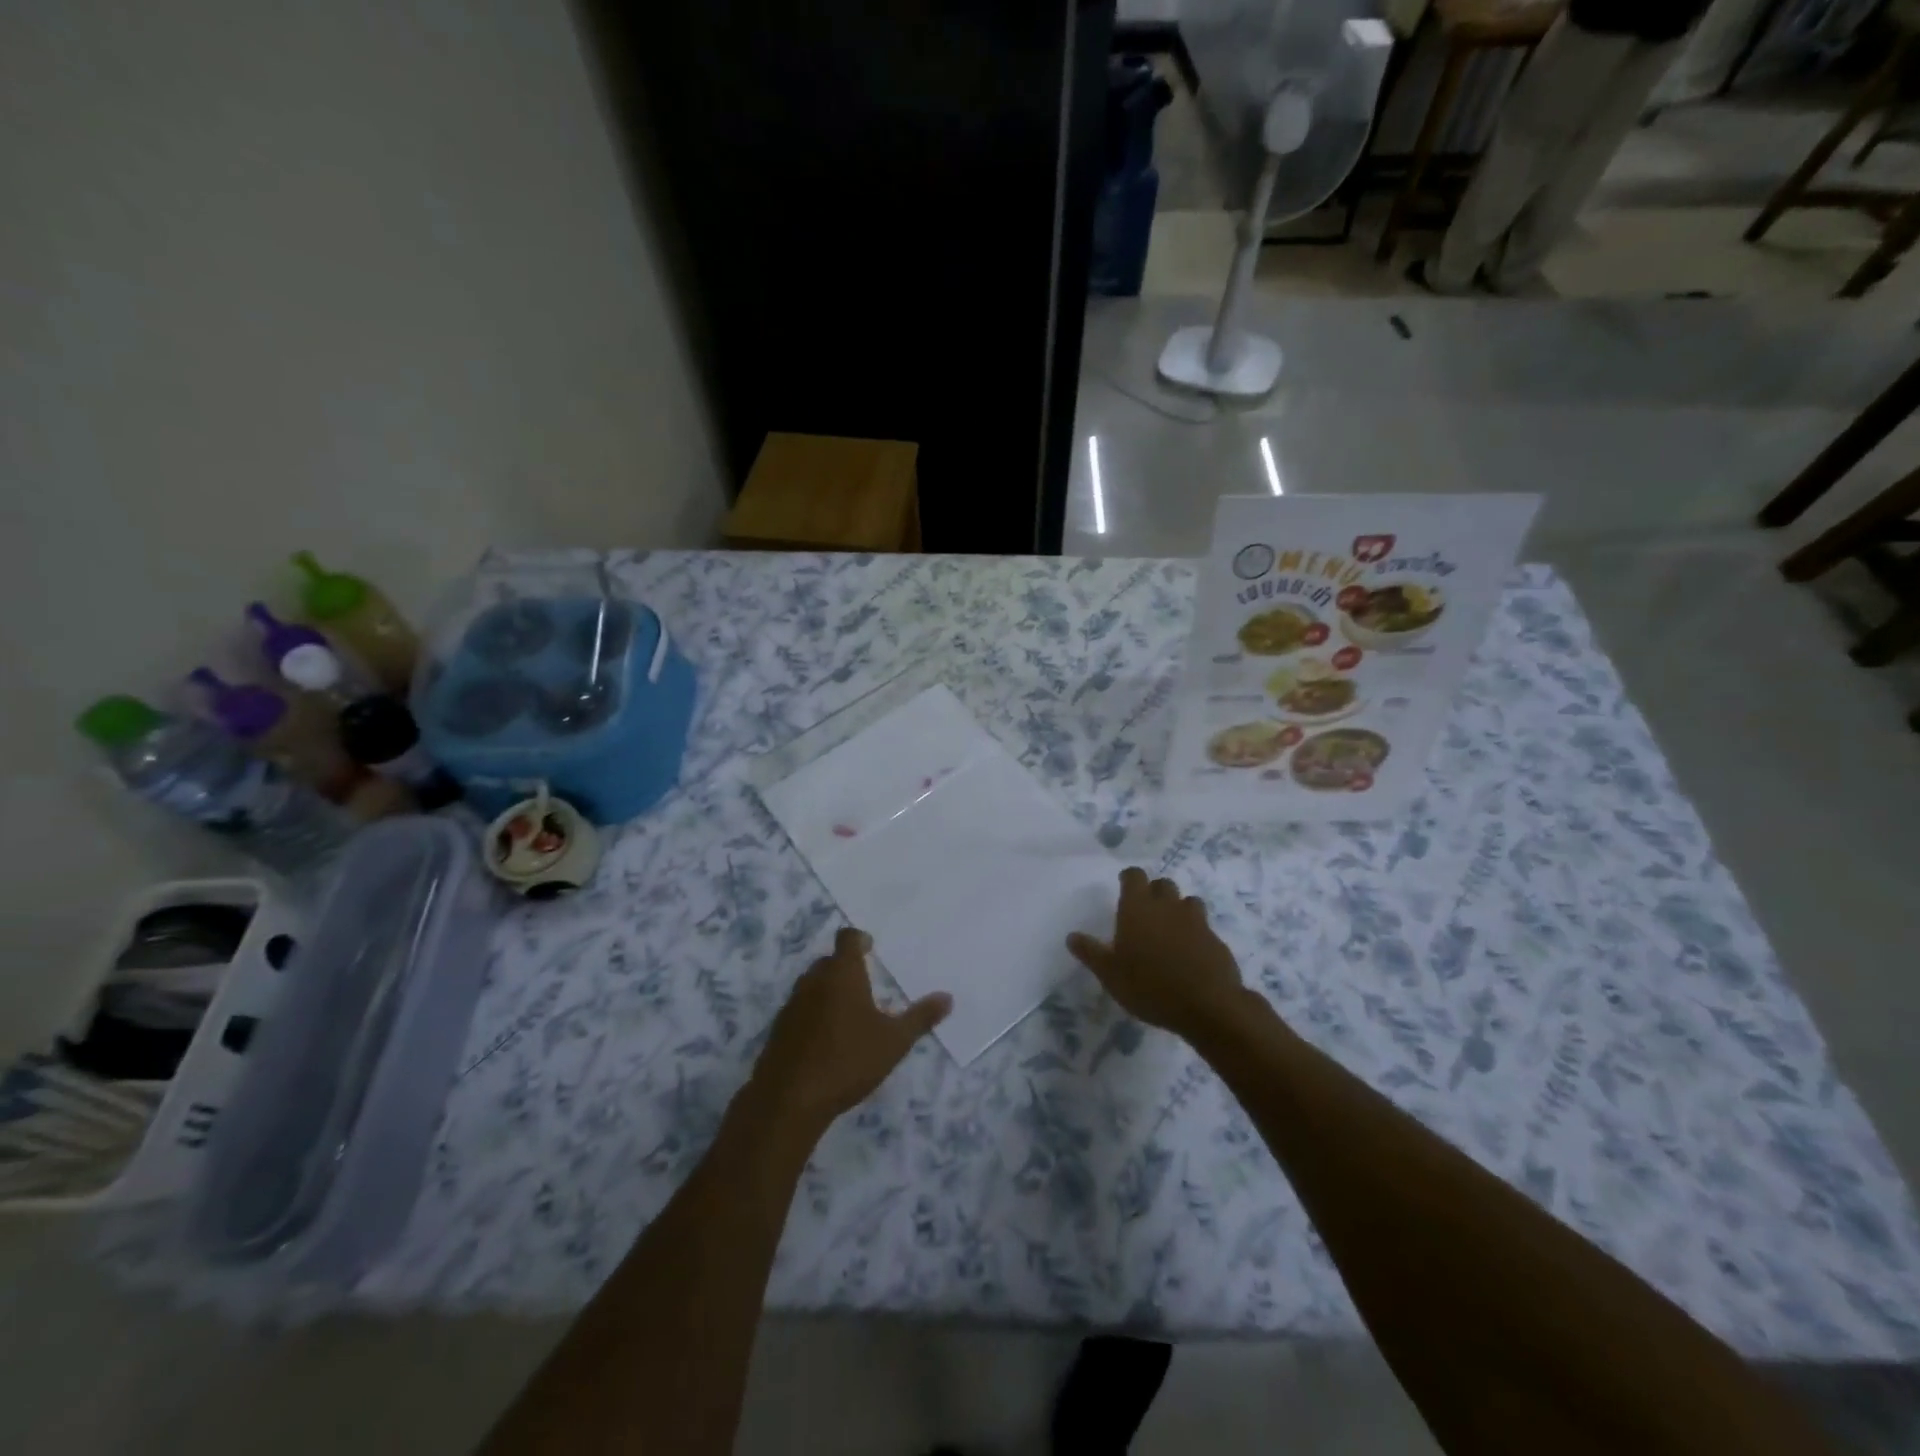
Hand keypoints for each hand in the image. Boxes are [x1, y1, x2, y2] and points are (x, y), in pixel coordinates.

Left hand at [751, 927, 950, 1131]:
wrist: (789, 1099)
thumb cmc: (848, 1060)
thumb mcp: (894, 1041)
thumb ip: (920, 1018)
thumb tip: (948, 997)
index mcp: (842, 974)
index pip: (847, 939)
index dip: (859, 939)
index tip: (871, 948)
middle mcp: (814, 980)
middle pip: (829, 961)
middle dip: (846, 967)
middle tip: (866, 982)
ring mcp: (792, 1004)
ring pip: (812, 984)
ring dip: (828, 989)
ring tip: (849, 1011)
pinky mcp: (778, 1029)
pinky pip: (800, 1009)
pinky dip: (813, 1013)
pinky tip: (827, 1038)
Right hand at [1067, 867, 1245, 1041]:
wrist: (1207, 1005)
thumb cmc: (1149, 985)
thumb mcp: (1110, 974)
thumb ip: (1091, 953)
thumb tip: (1072, 936)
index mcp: (1138, 907)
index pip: (1134, 875)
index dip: (1129, 879)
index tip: (1124, 887)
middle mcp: (1167, 905)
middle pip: (1162, 884)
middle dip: (1154, 892)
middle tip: (1145, 912)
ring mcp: (1196, 920)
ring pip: (1187, 901)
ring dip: (1178, 909)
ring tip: (1170, 930)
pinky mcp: (1216, 939)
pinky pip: (1203, 926)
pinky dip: (1196, 933)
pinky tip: (1190, 954)